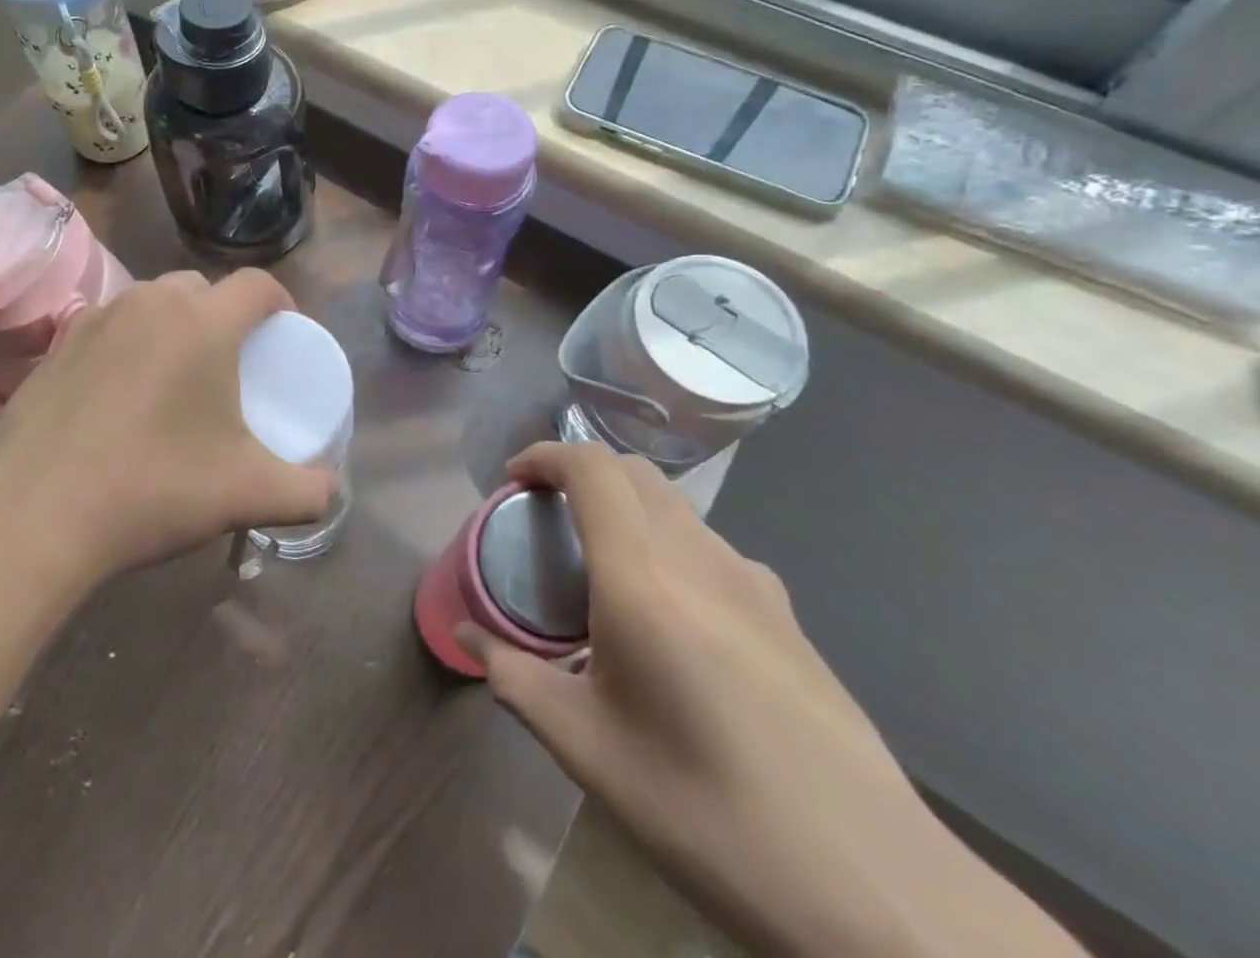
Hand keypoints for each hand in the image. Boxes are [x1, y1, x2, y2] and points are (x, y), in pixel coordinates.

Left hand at [0, 269, 337, 589]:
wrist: (31, 516)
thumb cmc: (153, 488)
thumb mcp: (247, 494)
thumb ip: (307, 492)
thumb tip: (331, 493)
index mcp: (203, 322)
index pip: (258, 284)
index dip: (280, 302)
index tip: (284, 334)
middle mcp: (149, 303)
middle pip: (202, 288)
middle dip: (224, 314)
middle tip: (230, 363)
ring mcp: (95, 319)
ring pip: (151, 303)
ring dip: (173, 326)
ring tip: (174, 378)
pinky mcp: (54, 345)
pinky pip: (108, 327)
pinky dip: (128, 345)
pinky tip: (119, 396)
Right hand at [459, 443, 1087, 957]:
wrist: (873, 885)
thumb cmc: (707, 810)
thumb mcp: (587, 750)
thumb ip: (515, 678)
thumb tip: (467, 637)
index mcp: (642, 578)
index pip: (591, 467)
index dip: (545, 455)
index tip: (513, 482)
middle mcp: (699, 557)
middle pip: (633, 472)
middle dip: (581, 474)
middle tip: (546, 518)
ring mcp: (752, 581)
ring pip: (674, 507)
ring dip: (625, 508)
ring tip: (601, 569)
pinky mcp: (787, 614)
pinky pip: (710, 547)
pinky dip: (668, 544)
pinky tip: (670, 617)